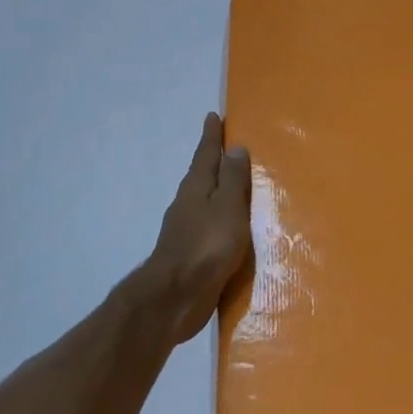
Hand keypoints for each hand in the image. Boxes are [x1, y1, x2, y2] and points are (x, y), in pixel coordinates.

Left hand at [140, 113, 252, 344]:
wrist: (176, 297)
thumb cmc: (206, 246)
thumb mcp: (227, 207)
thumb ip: (232, 179)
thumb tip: (235, 148)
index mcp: (196, 188)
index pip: (206, 154)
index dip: (211, 136)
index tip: (214, 116)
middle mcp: (188, 204)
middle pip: (203, 175)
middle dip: (215, 161)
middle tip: (230, 147)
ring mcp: (187, 230)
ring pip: (205, 201)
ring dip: (219, 190)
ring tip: (237, 185)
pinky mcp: (192, 254)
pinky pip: (210, 226)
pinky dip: (221, 218)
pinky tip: (232, 227)